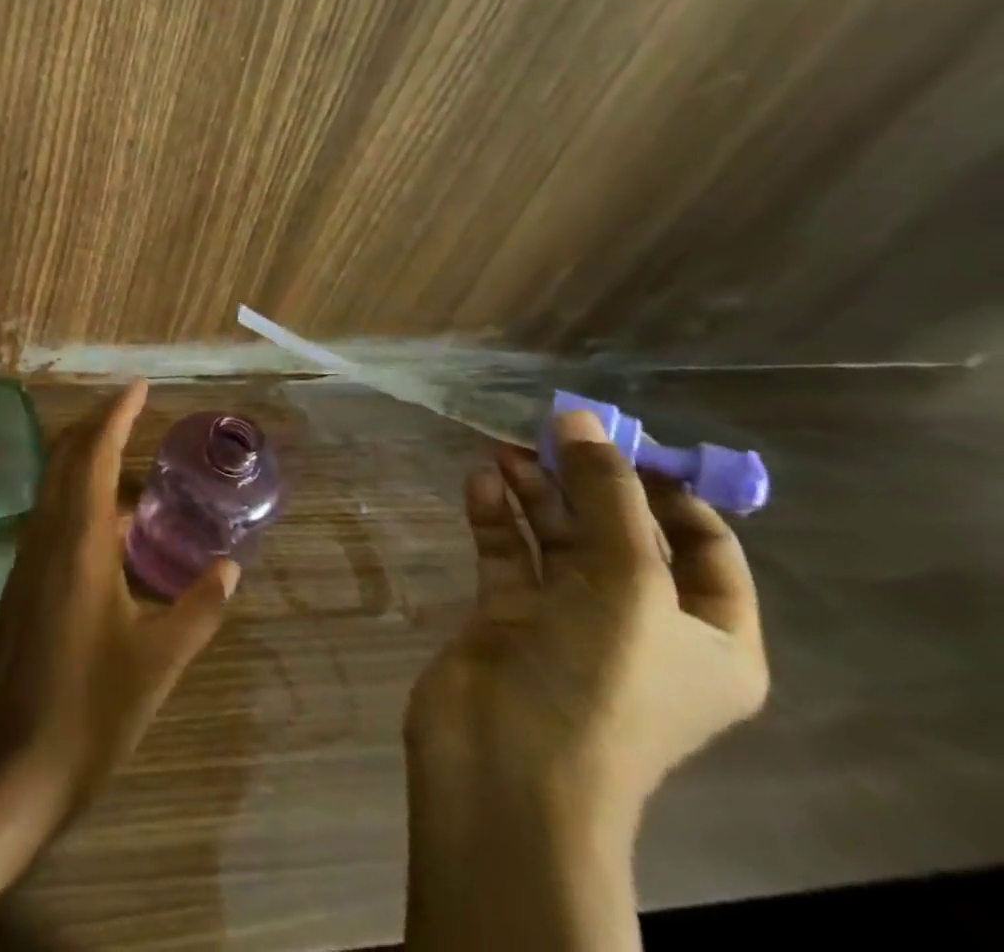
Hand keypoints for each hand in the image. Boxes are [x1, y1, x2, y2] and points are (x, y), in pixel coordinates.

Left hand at [0, 378, 240, 823]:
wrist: (8, 769)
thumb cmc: (89, 714)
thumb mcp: (158, 663)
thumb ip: (197, 610)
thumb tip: (232, 570)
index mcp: (79, 543)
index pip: (95, 456)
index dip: (116, 415)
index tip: (138, 387)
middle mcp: (46, 537)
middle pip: (65, 458)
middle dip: (97, 426)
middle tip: (134, 410)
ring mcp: (27, 559)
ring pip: (54, 486)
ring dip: (85, 460)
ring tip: (131, 462)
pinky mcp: (21, 583)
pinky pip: (50, 516)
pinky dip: (78, 497)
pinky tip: (110, 526)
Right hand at [403, 409, 768, 951]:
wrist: (508, 767)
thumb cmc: (599, 683)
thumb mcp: (626, 584)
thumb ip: (604, 494)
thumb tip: (580, 417)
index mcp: (707, 636)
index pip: (704, 546)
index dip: (666, 489)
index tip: (618, 440)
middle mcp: (642, 624)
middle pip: (618, 532)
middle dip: (584, 481)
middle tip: (542, 432)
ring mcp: (568, 620)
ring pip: (556, 538)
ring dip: (533, 492)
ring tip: (500, 451)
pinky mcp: (508, 616)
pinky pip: (507, 554)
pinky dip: (495, 517)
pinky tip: (479, 485)